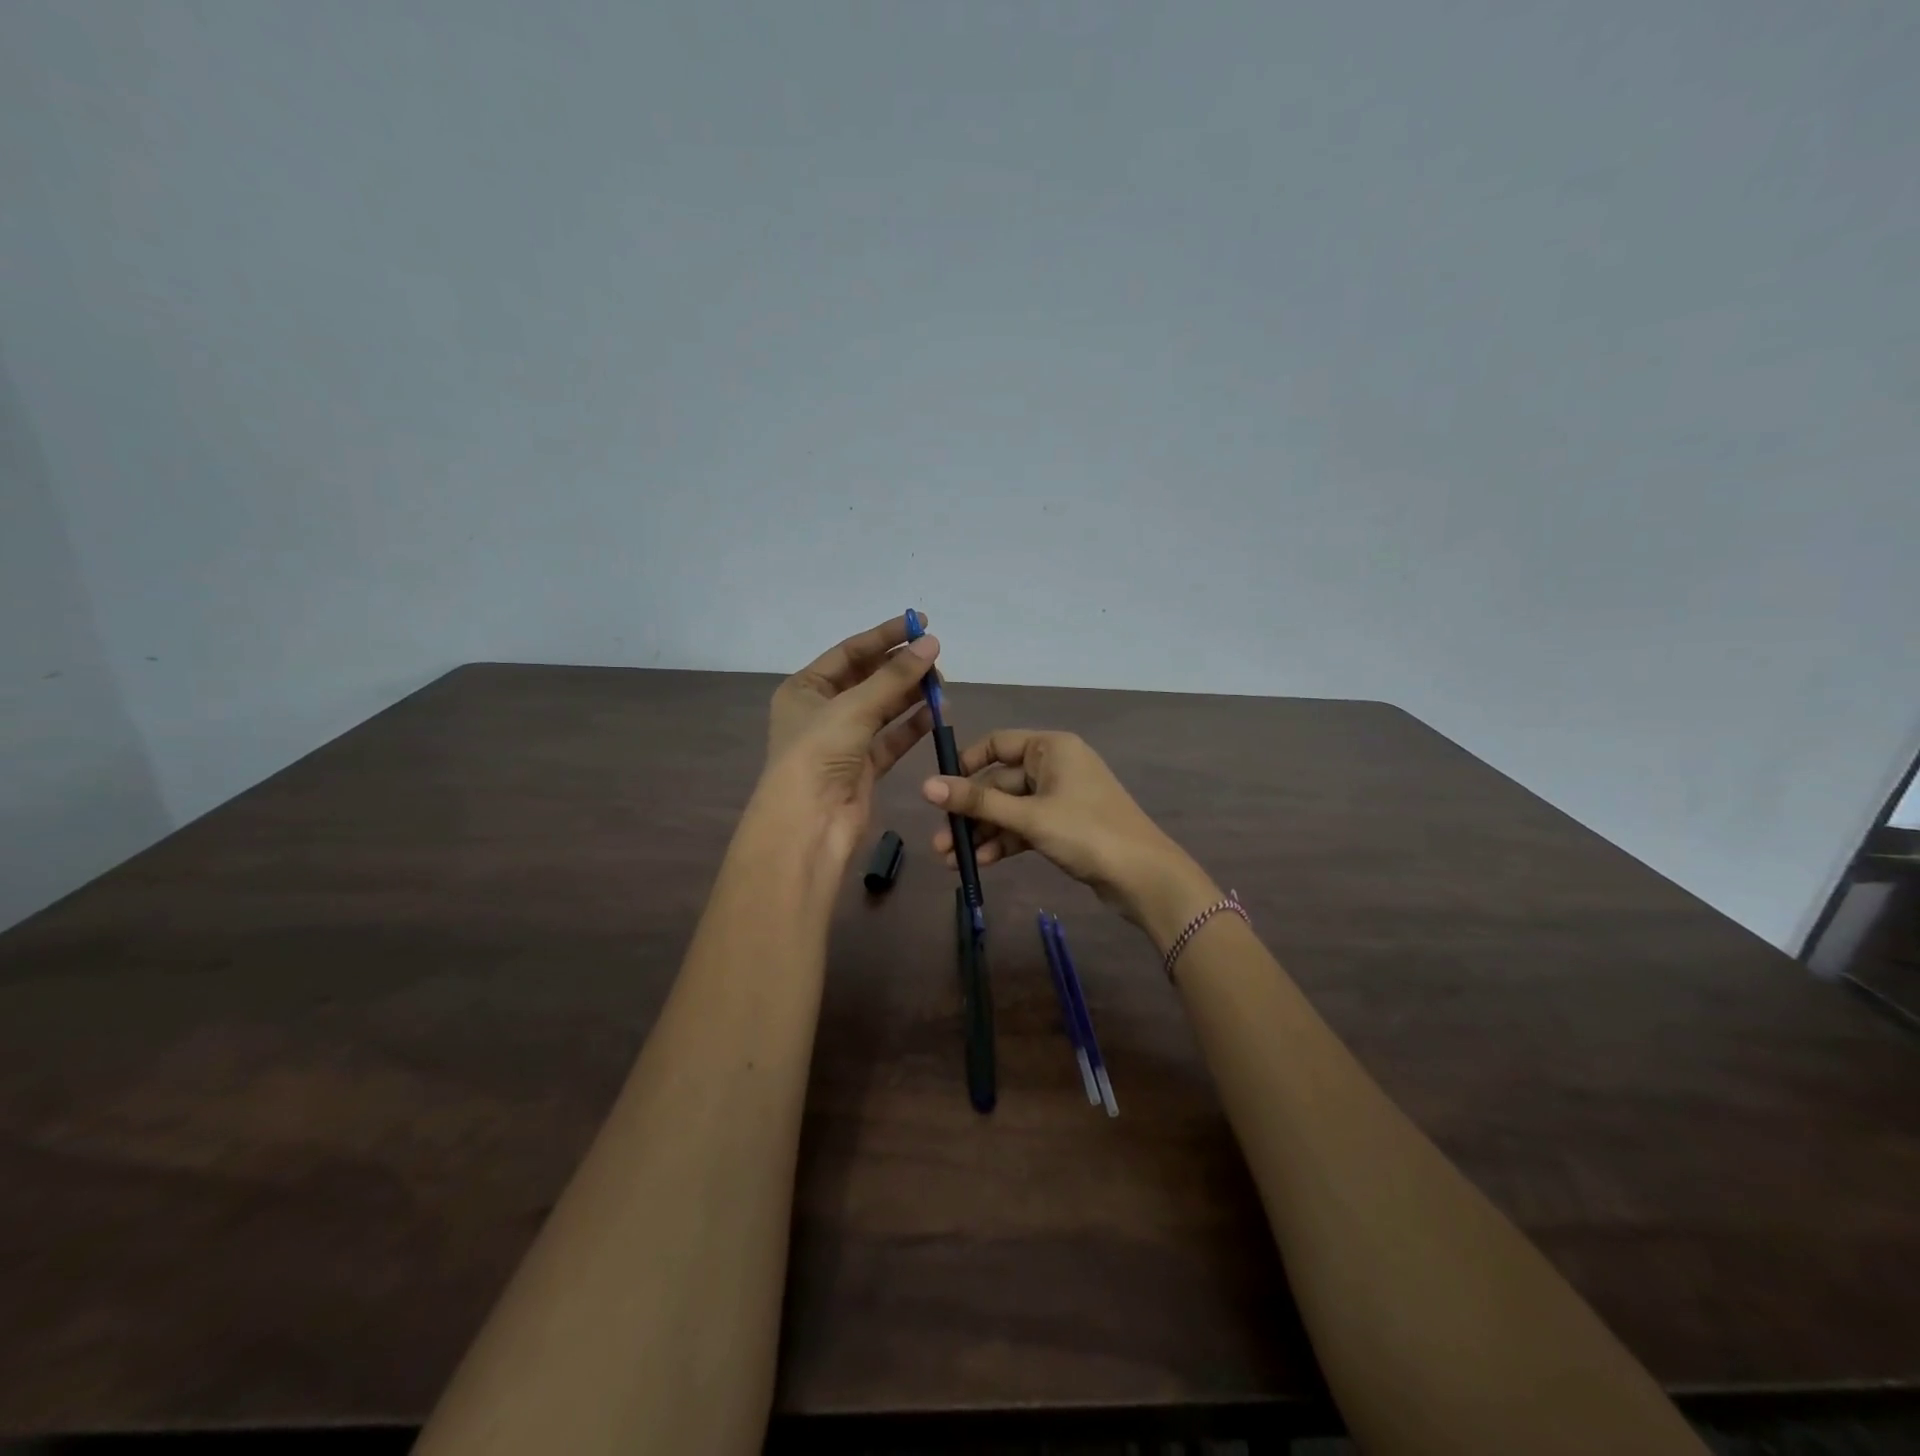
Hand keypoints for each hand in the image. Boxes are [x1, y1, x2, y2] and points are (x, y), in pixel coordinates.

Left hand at [755, 614, 939, 862]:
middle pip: (868, 679)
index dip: (885, 636)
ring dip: (910, 695)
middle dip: (901, 668)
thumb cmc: (818, 754)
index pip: (850, 652)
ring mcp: (843, 741)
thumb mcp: (854, 707)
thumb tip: (932, 643)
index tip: (921, 622)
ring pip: (883, 709)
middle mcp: (822, 711)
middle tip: (936, 658)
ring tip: (941, 685)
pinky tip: (936, 713)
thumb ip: (895, 676)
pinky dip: (912, 725)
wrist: (809, 823)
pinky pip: (891, 738)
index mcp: (805, 689)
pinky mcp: (863, 767)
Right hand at [921, 729, 1219, 940]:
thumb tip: (926, 786)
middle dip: (970, 813)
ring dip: (983, 833)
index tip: (940, 791)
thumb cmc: (1086, 832)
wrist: (1144, 877)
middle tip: (941, 842)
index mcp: (1050, 748)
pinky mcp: (1064, 826)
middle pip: (999, 782)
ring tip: (953, 862)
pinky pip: (1025, 827)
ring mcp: (1060, 797)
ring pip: (1010, 809)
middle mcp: (1055, 766)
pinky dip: (1004, 842)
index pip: (996, 744)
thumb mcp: (1028, 816)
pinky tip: (982, 864)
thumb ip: (978, 801)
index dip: (965, 765)